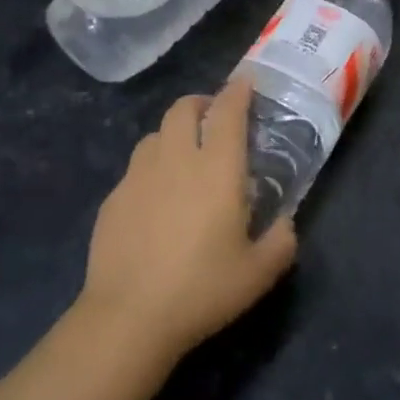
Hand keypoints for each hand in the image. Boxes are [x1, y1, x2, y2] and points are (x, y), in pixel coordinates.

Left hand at [79, 76, 296, 362]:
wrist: (128, 317)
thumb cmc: (201, 289)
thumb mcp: (257, 274)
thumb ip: (281, 242)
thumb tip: (286, 224)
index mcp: (216, 168)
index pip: (228, 112)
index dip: (238, 91)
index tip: (245, 82)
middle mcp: (176, 159)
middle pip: (183, 109)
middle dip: (201, 103)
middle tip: (213, 117)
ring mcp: (138, 176)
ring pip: (155, 134)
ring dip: (173, 133)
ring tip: (183, 156)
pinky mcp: (113, 198)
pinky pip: (135, 168)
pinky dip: (151, 168)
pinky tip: (155, 199)